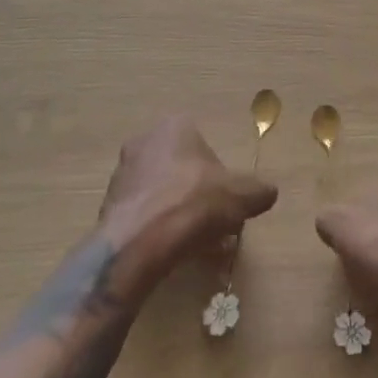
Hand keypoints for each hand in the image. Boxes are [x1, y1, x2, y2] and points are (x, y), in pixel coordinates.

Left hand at [98, 116, 277, 284]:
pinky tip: (171, 251)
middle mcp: (144, 140)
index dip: (219, 177)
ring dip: (177, 212)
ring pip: (161, 192)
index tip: (227, 203)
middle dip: (198, 195)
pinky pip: (143, 214)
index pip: (204, 146)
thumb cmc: (193, 204)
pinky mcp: (109, 204)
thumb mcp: (240, 196)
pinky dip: (157, 229)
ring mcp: (123, 172)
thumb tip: (269, 192)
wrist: (139, 242)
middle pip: (181, 169)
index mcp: (175, 126)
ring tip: (194, 244)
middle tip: (213, 225)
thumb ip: (257, 191)